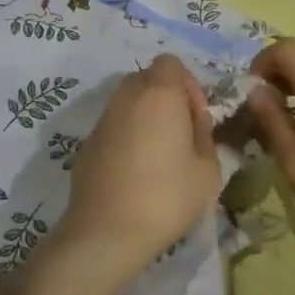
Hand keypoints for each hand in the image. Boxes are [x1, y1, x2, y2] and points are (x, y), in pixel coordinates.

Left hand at [61, 54, 222, 274]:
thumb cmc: (166, 197)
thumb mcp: (208, 170)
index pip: (170, 62)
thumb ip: (205, 136)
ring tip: (158, 154)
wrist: (107, 232)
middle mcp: (126, 98)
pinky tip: (134, 172)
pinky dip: (126, 136)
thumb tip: (194, 124)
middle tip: (179, 133)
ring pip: (127, 102)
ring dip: (144, 116)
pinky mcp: (86, 144)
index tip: (195, 117)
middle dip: (165, 97)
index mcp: (159, 95)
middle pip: (146, 78)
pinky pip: (113, 126)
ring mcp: (102, 120)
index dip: (187, 84)